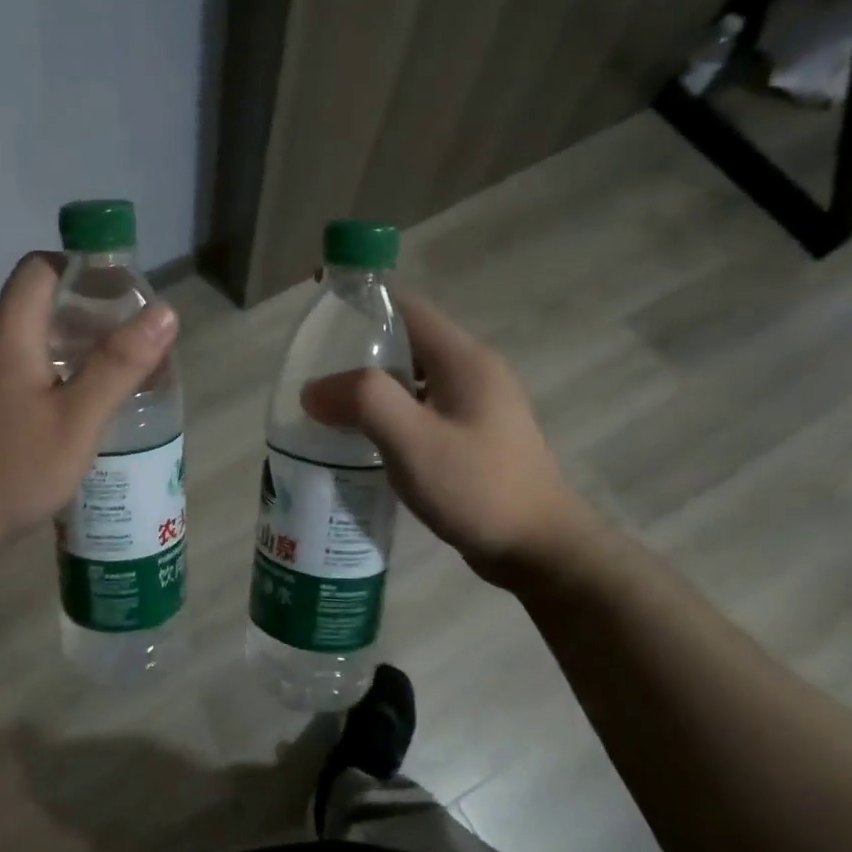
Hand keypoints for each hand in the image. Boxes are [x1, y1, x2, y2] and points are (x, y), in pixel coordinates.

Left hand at [0, 251, 178, 557]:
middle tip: (128, 345)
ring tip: (109, 379)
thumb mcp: (78, 420)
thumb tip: (164, 312)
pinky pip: (13, 371)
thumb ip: (120, 365)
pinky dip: (46, 375)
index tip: (121, 296)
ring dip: (68, 349)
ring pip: (26, 342)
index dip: (81, 269)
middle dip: (86, 315)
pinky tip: (69, 412)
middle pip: (36, 305)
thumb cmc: (12, 467)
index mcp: (8, 333)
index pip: (40, 268)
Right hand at [300, 294, 591, 583]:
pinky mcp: (473, 435)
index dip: (362, 302)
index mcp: (463, 359)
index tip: (319, 314)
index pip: (406, 308)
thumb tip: (313, 389)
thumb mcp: (412, 441)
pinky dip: (389, 415)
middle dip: (358, 352)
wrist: (539, 548)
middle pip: (407, 343)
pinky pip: (421, 409)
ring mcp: (476, 406)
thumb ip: (362, 402)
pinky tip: (364, 441)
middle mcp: (473, 372)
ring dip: (371, 388)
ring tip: (329, 408)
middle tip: (313, 374)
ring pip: (412, 380)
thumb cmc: (476, 488)